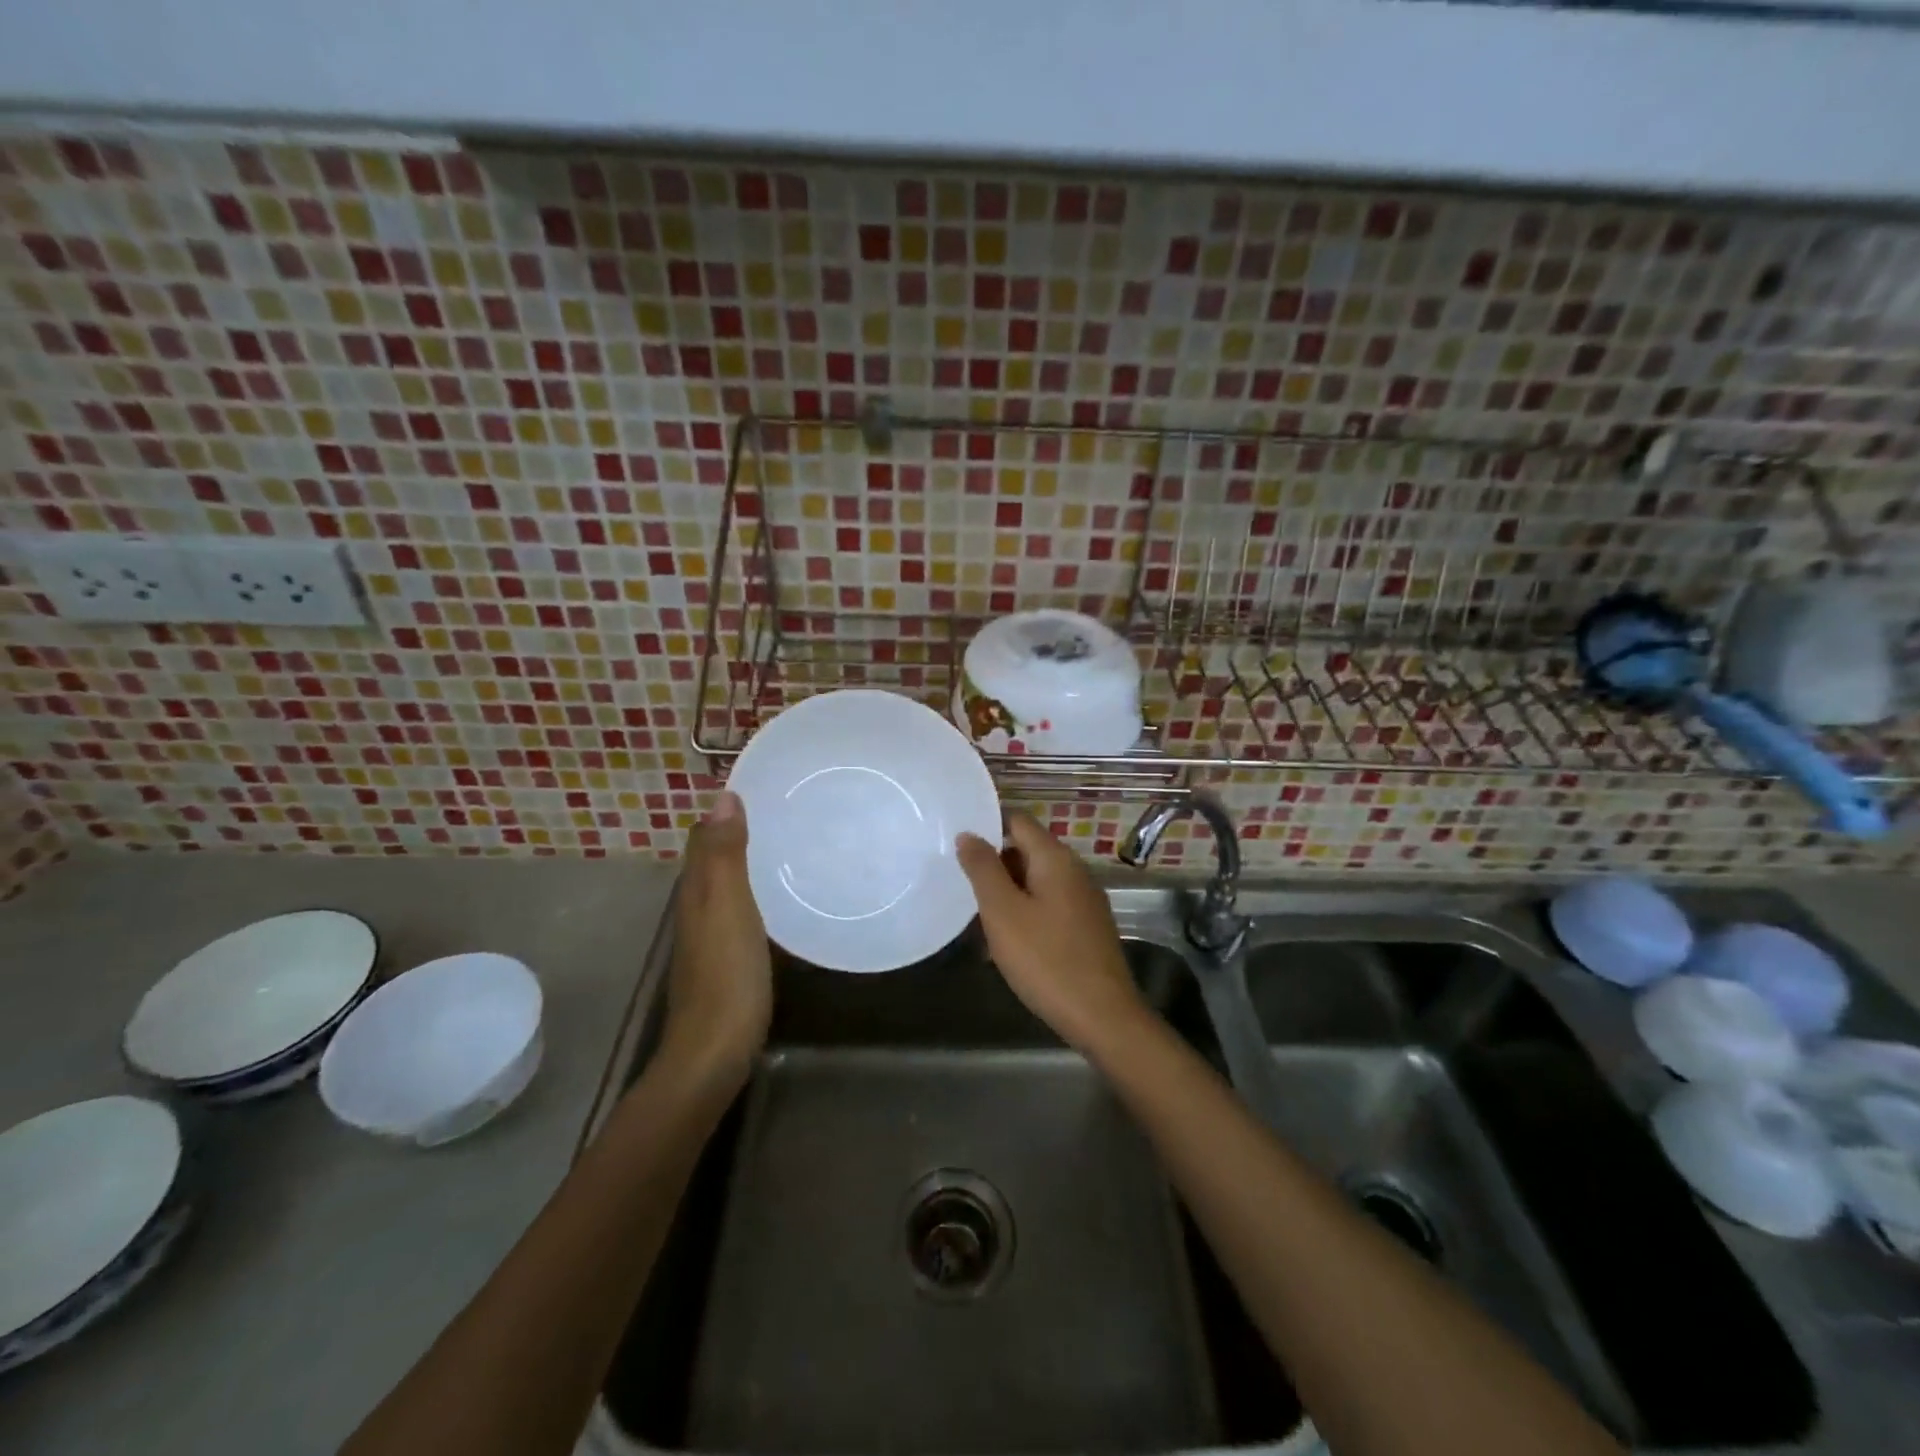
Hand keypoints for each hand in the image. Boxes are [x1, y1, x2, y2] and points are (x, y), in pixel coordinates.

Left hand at [665, 792, 771, 1084]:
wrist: (714, 1052)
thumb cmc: (726, 975)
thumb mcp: (728, 907)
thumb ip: (724, 855)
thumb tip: (723, 797)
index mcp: (696, 891)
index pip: (704, 837)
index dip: (725, 812)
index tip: (763, 789)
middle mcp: (697, 909)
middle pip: (713, 860)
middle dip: (739, 833)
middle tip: (786, 813)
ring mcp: (710, 938)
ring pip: (726, 887)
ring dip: (748, 864)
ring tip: (791, 847)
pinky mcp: (727, 961)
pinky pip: (739, 912)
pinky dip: (756, 895)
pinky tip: (782, 900)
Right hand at [956, 811, 1148, 1053]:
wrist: (1102, 1015)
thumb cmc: (1045, 959)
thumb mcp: (1003, 912)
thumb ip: (983, 869)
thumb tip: (968, 834)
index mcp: (1055, 858)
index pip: (1017, 820)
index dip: (987, 826)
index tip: (957, 842)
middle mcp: (1075, 870)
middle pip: (1027, 850)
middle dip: (994, 865)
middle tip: (962, 886)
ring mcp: (1084, 900)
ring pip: (1036, 882)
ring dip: (1007, 894)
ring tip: (978, 919)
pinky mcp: (1087, 927)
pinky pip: (1049, 906)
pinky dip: (1025, 914)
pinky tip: (1007, 944)